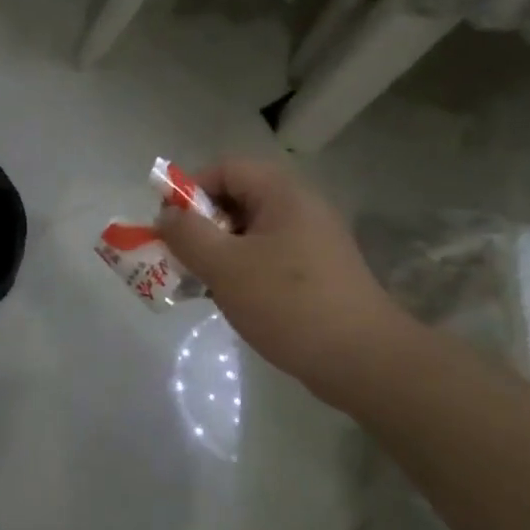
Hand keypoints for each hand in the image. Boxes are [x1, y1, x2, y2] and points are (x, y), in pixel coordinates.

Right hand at [154, 157, 406, 389]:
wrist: (363, 360)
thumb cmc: (288, 303)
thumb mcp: (225, 266)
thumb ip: (187, 235)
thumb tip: (166, 215)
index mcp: (283, 194)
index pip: (225, 169)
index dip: (189, 190)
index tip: (168, 226)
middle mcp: (300, 209)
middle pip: (236, 199)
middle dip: (200, 225)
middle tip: (178, 257)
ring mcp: (311, 242)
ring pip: (249, 233)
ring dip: (217, 252)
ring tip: (197, 283)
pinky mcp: (315, 274)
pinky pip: (266, 258)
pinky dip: (240, 271)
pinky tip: (228, 300)